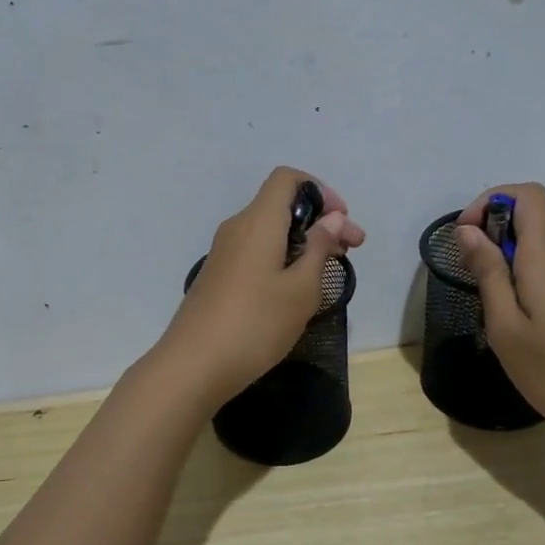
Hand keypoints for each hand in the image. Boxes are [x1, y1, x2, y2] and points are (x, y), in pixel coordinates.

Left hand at [155, 167, 365, 409]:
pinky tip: (296, 289)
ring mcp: (224, 252)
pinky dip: (282, 257)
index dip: (320, 191)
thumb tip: (332, 218)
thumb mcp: (301, 289)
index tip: (342, 222)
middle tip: (351, 251)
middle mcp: (237, 227)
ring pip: (270, 231)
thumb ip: (319, 248)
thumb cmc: (255, 324)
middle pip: (282, 205)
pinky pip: (257, 251)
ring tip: (328, 271)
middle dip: (320, 221)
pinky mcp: (219, 275)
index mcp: (258, 221)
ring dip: (303, 242)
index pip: (287, 178)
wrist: (193, 366)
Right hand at [455, 182, 544, 449]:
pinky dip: (529, 271)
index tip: (467, 236)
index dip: (491, 201)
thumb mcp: (504, 324)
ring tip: (494, 301)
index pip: (527, 194)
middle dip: (494, 230)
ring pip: (542, 242)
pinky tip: (523, 316)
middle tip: (472, 273)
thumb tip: (468, 231)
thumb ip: (487, 272)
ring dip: (511, 254)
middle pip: (532, 215)